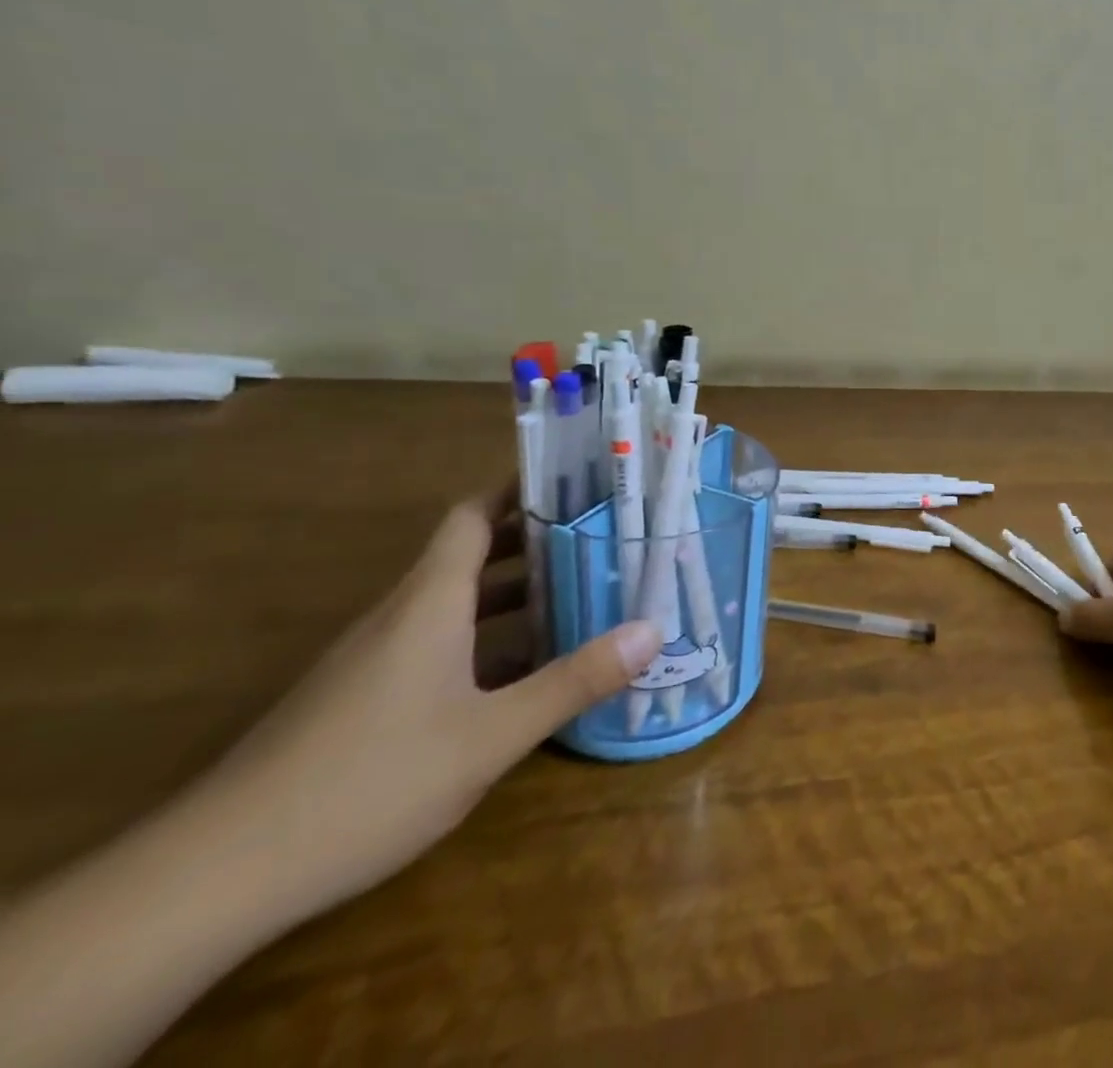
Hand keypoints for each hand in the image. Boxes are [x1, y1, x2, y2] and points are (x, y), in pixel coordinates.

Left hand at [197, 490, 661, 923]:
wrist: (214, 877)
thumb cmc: (368, 781)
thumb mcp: (490, 736)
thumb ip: (574, 681)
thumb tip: (653, 630)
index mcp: (430, 602)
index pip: (473, 515)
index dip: (519, 489)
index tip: (575, 480)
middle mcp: (401, 615)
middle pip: (472, 553)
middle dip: (536, 540)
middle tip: (603, 537)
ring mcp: (375, 658)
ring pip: (455, 601)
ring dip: (515, 592)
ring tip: (581, 594)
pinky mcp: (361, 698)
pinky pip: (437, 642)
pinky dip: (486, 636)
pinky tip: (522, 670)